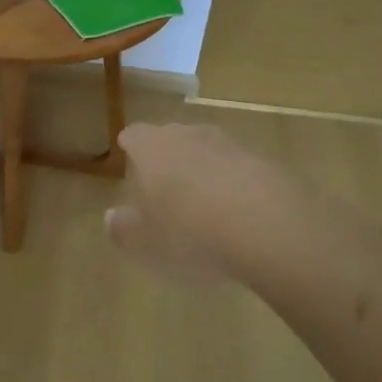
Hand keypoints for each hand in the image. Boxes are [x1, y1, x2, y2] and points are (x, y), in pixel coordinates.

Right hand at [106, 123, 298, 280]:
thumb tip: (111, 217)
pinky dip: (234, 183)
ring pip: (208, 150)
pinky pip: (239, 168)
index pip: (134, 135)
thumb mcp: (147, 245)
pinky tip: (238, 213)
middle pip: (172, 137)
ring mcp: (231, 145)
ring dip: (203, 169)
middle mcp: (189, 136)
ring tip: (202, 200)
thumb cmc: (192, 235)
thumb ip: (124, 230)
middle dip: (166, 156)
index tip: (129, 157)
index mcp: (152, 149)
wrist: (270, 228)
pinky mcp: (265, 162)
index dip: (131, 147)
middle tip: (163, 183)